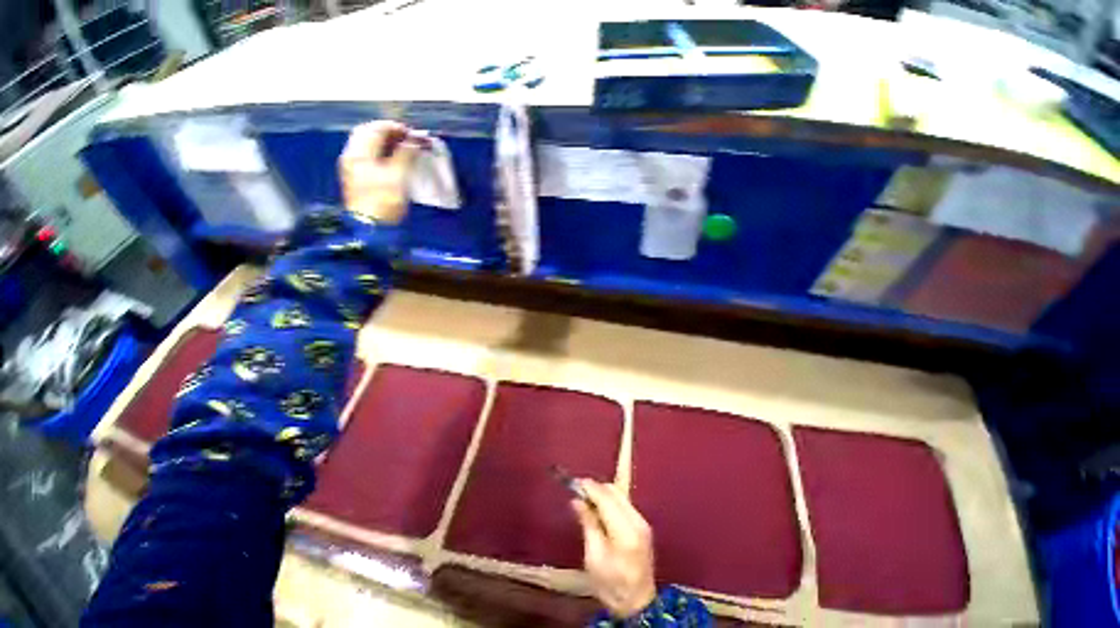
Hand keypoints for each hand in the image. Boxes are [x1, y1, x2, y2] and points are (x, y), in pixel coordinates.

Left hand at [339, 121, 424, 224]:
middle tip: (409, 138)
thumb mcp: (398, 177)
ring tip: (404, 147)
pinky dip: (383, 153)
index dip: (396, 128)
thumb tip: (416, 141)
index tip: (414, 134)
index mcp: (359, 153)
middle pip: (368, 134)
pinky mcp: (358, 179)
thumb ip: (406, 155)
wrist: (371, 228)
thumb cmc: (384, 202)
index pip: (376, 129)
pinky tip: (394, 159)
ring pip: (368, 145)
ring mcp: (353, 168)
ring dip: (386, 142)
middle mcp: (352, 156)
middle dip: (389, 132)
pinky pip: (370, 157)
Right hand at [572, 480, 657, 618]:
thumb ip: (587, 524)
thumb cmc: (611, 586)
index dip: (591, 488)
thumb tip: (577, 500)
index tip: (575, 483)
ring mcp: (643, 522)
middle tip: (579, 492)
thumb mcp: (593, 558)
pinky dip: (611, 499)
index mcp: (625, 533)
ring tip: (587, 500)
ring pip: (620, 494)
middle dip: (596, 488)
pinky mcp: (643, 524)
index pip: (607, 499)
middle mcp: (637, 521)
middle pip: (615, 492)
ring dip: (603, 492)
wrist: (638, 604)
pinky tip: (600, 505)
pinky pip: (625, 502)